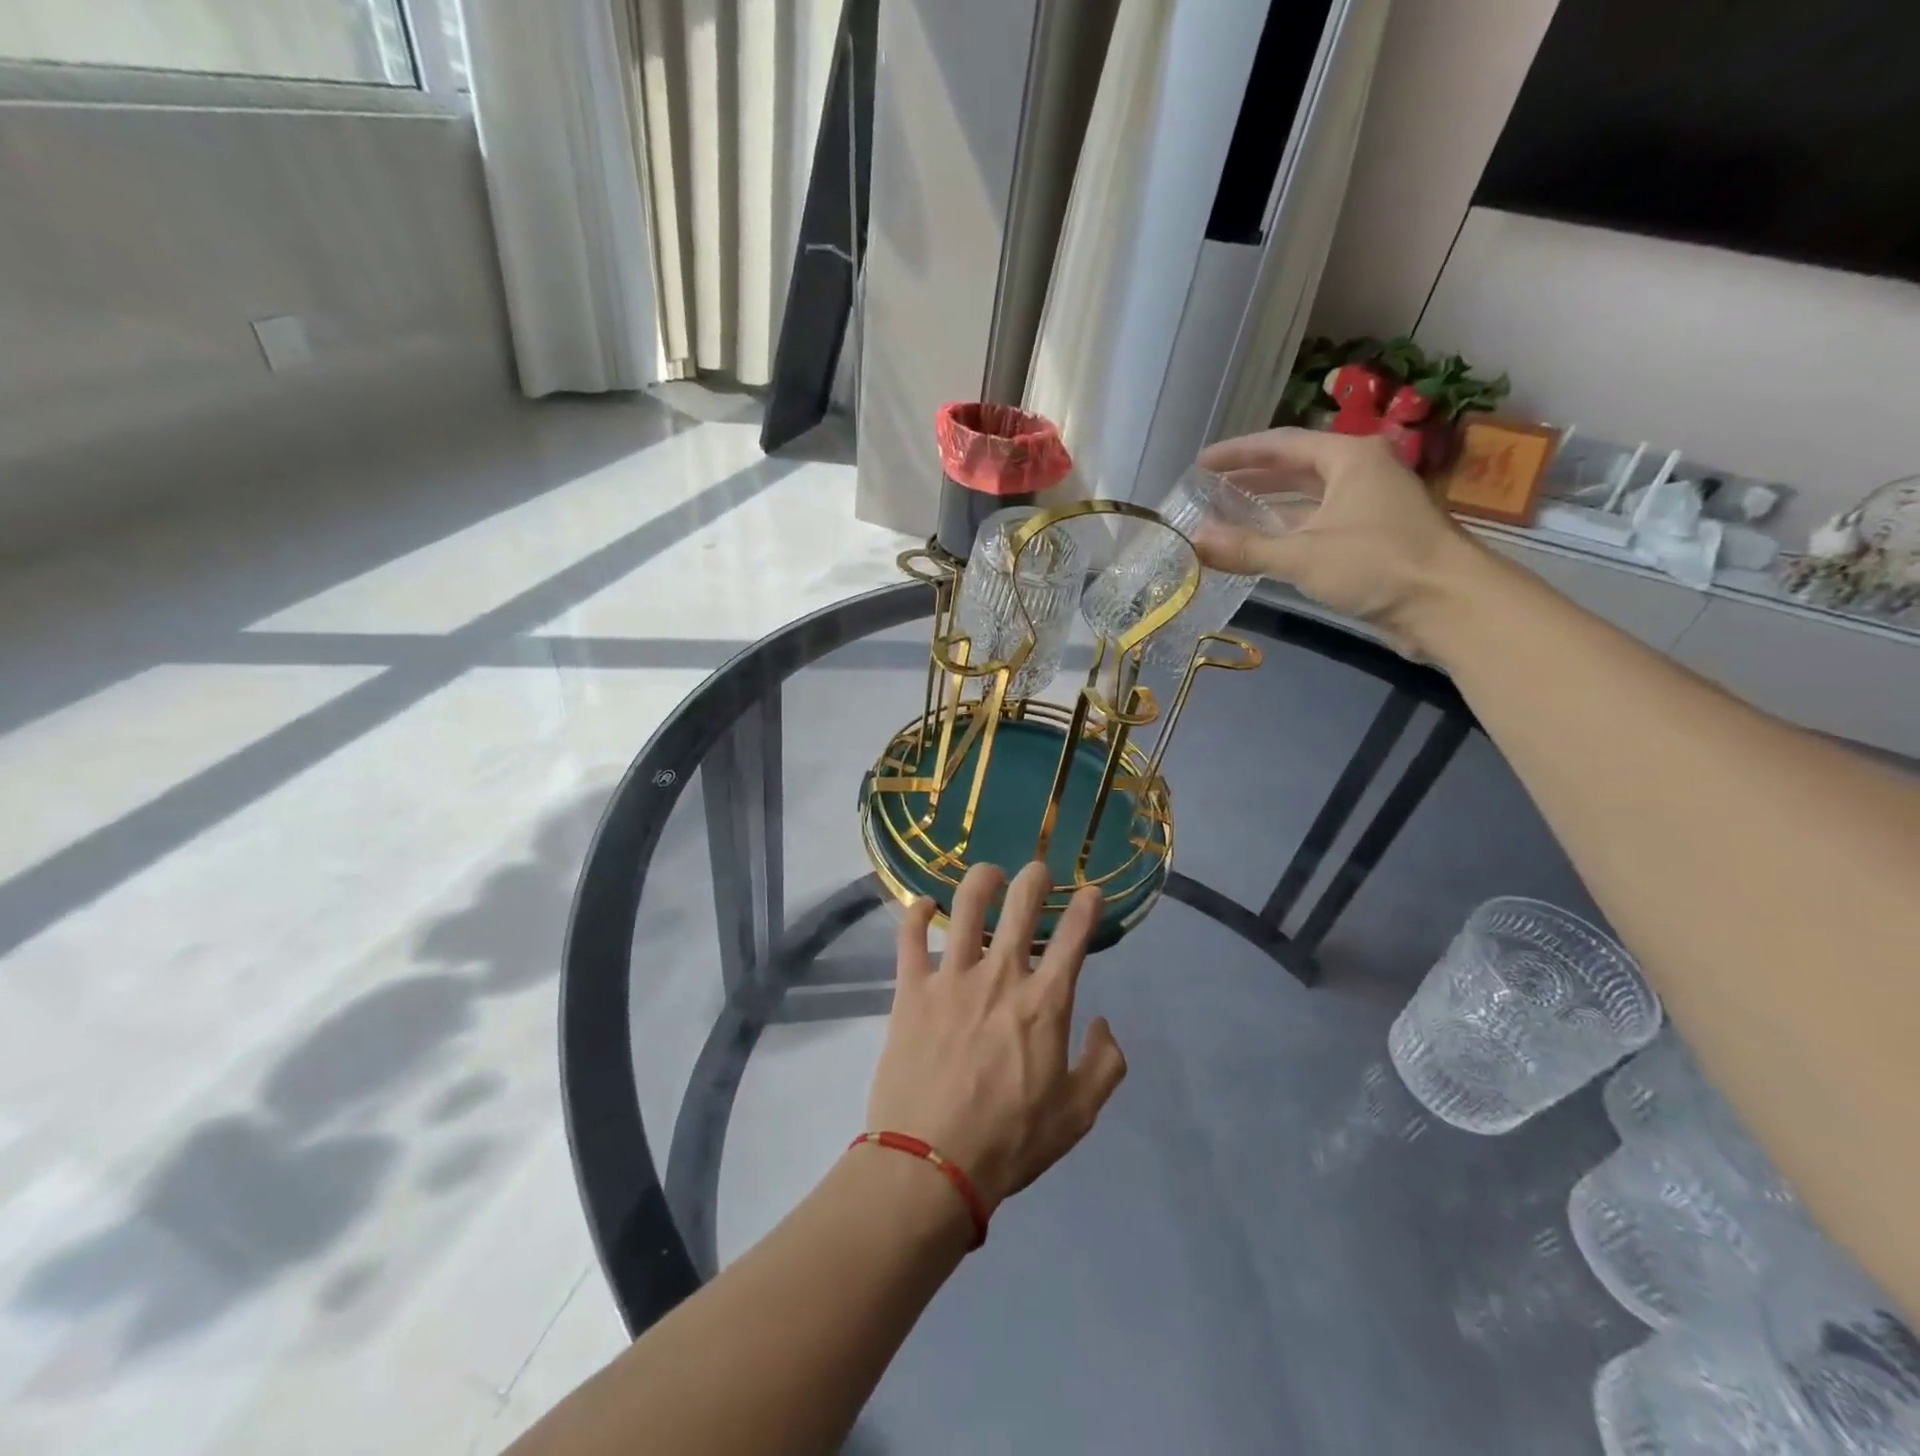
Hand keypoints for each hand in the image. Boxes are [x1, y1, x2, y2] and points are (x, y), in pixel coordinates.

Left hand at [865, 862, 1127, 1209]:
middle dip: (1036, 878)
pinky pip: (910, 936)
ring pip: (966, 907)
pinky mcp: (911, 990)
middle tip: (1039, 872)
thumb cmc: (1010, 1141)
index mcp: (1045, 1004)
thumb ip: (1104, 1065)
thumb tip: (1103, 1023)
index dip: (1087, 907)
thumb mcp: (1077, 1115)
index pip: (1074, 937)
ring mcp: (951, 978)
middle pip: (1022, 905)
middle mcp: (1000, 977)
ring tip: (989, 874)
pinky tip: (923, 904)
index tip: (1091, 892)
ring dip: (981, 880)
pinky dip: (916, 912)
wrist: (932, 1165)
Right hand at [1196, 427, 1475, 652]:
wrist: (1448, 604)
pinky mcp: (1371, 538)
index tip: (1202, 462)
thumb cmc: (1377, 563)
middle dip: (1253, 477)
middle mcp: (1360, 473)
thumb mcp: (1303, 555)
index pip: (1283, 443)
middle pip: (1296, 468)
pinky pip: (1318, 525)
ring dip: (1269, 507)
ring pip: (1307, 499)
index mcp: (1349, 458)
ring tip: (1227, 515)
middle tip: (1210, 488)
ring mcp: (1368, 506)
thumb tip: (1194, 540)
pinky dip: (1288, 532)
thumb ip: (1246, 547)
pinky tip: (1261, 546)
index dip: (1239, 452)